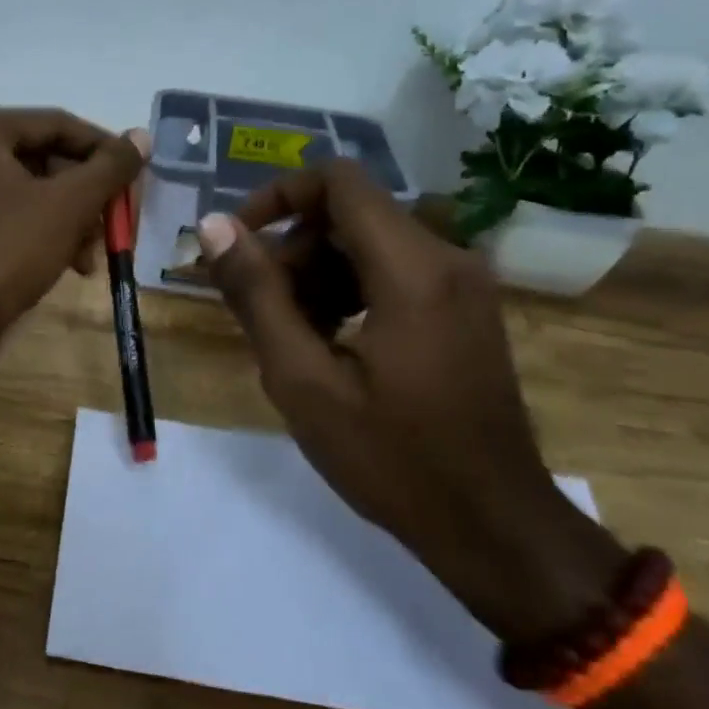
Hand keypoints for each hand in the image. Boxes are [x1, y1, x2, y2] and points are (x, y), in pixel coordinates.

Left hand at [0, 108, 148, 350]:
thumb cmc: (5, 253)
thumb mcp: (68, 206)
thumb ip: (109, 167)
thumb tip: (142, 136)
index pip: (60, 124)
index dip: (105, 150)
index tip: (138, 179)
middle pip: (47, 158)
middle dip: (87, 196)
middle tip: (117, 224)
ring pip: (34, 191)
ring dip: (71, 220)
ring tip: (90, 258)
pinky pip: (13, 216)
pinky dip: (45, 234)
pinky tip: (69, 266)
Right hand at [196, 163, 621, 640]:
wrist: (494, 527)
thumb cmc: (393, 459)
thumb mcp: (304, 380)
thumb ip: (256, 295)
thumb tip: (214, 227)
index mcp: (412, 269)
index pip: (337, 181)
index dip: (277, 197)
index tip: (239, 242)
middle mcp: (446, 258)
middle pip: (348, 214)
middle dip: (293, 250)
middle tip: (262, 310)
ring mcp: (463, 283)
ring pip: (368, 242)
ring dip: (318, 274)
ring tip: (294, 337)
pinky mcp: (465, 308)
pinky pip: (395, 271)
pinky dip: (351, 290)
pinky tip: (332, 344)